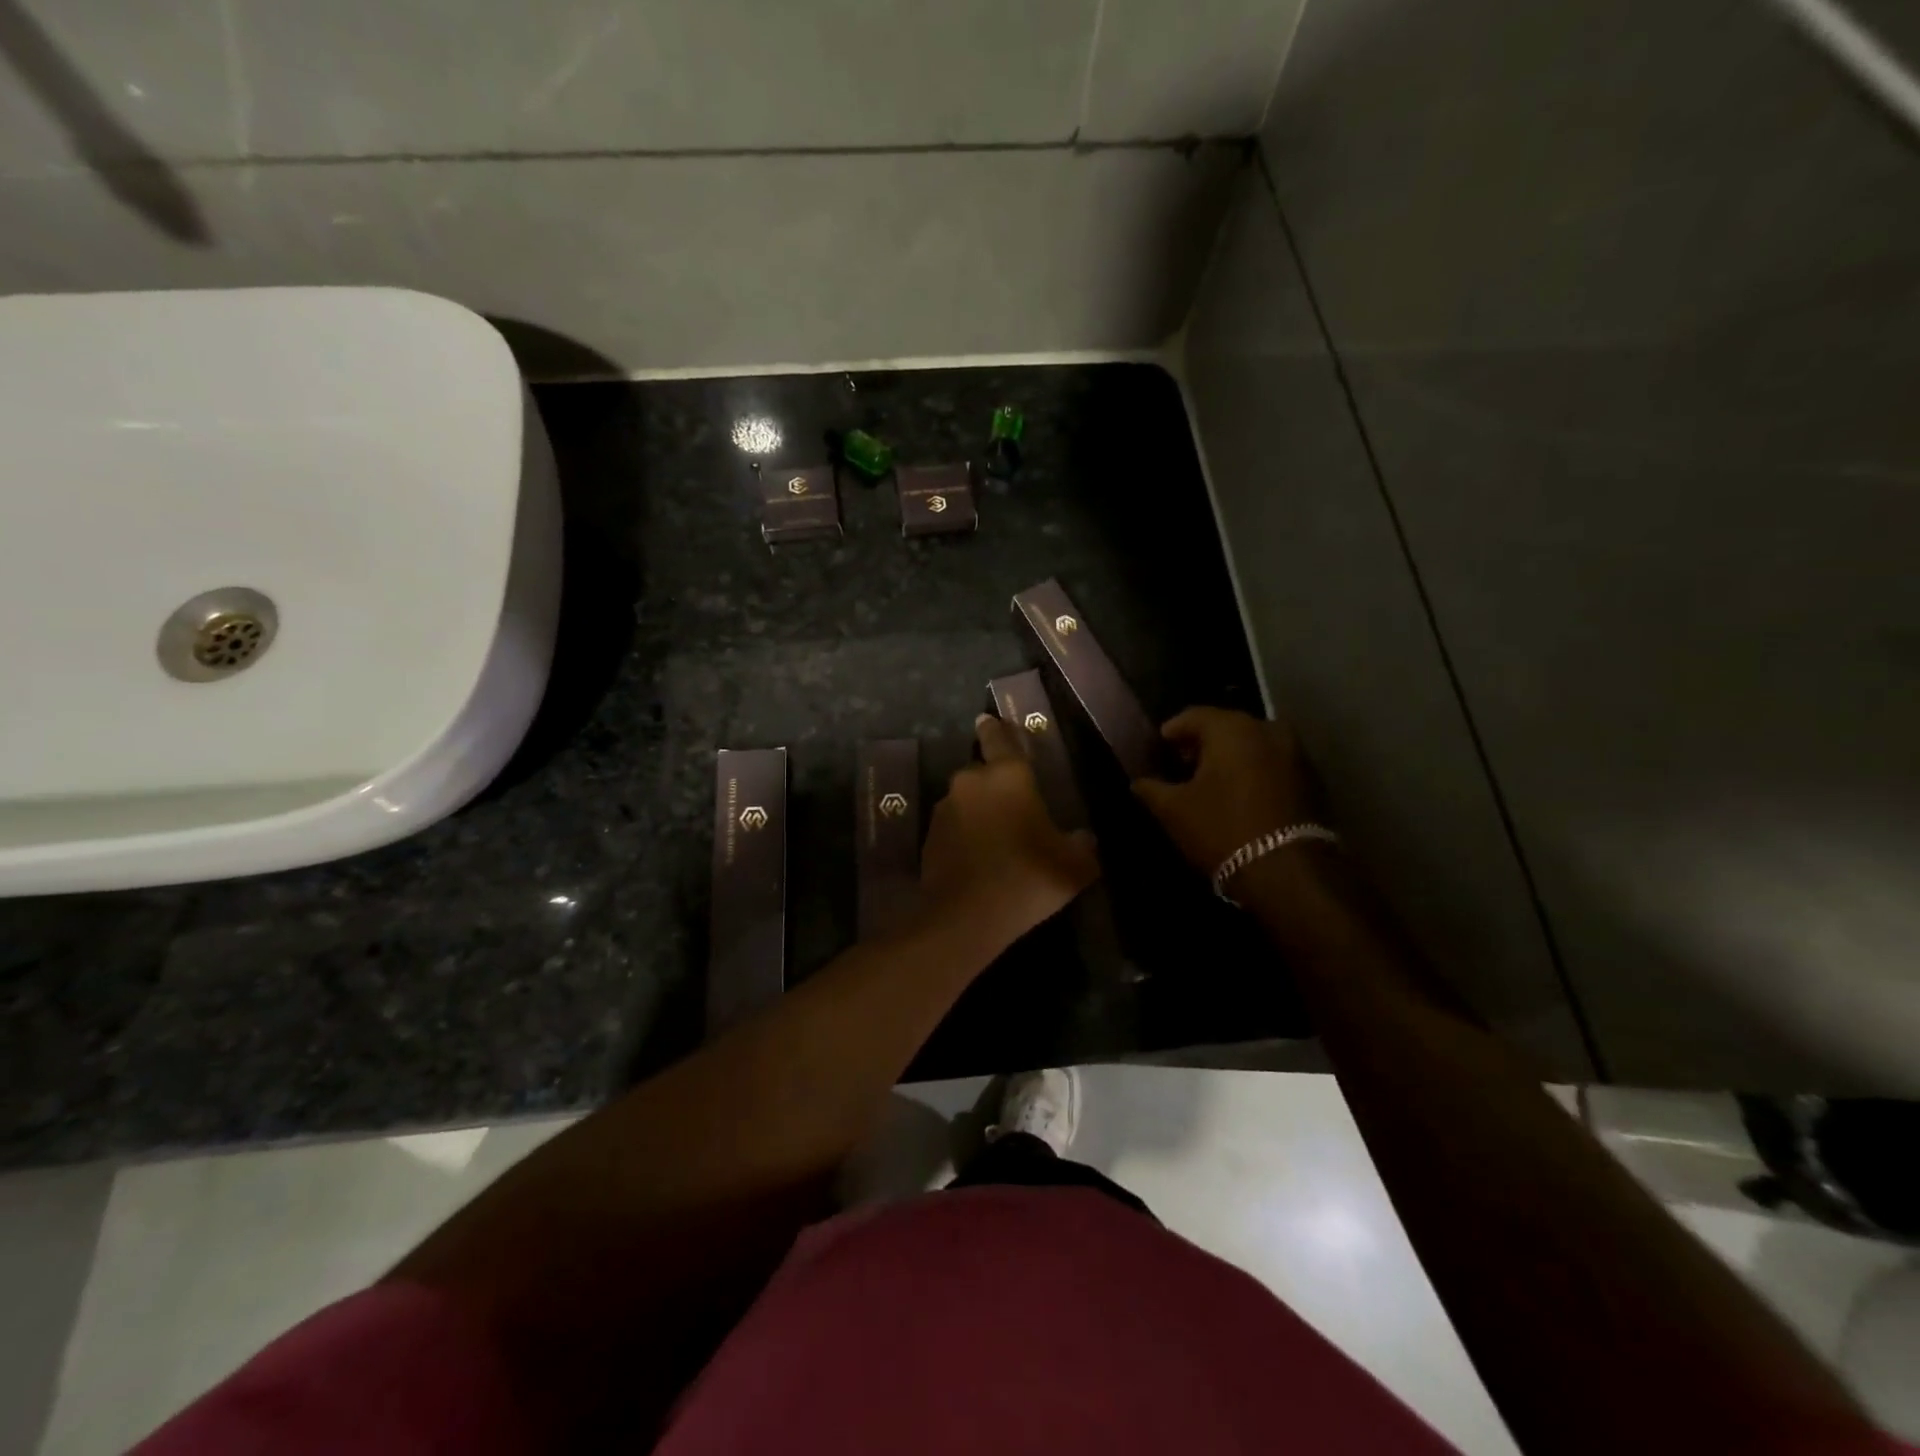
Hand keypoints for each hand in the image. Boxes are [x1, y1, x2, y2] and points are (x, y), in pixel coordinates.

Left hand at [920, 715, 1099, 944]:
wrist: (966, 918)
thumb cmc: (1027, 878)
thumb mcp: (1074, 865)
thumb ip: (1082, 845)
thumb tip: (1083, 838)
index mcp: (1007, 775)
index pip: (999, 737)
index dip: (996, 728)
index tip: (987, 719)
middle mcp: (970, 782)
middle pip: (983, 772)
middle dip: (995, 784)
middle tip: (1014, 807)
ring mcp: (945, 809)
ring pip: (966, 800)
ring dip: (979, 811)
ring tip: (997, 839)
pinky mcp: (929, 836)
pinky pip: (953, 826)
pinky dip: (964, 834)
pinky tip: (979, 858)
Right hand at [1131, 707, 1327, 877]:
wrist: (1287, 871)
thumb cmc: (1222, 830)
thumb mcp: (1173, 810)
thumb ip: (1150, 788)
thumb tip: (1138, 782)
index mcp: (1232, 728)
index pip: (1193, 716)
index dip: (1172, 731)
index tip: (1159, 748)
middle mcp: (1268, 729)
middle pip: (1226, 727)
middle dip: (1203, 744)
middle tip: (1183, 765)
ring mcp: (1295, 753)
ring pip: (1253, 745)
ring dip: (1231, 758)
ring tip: (1211, 783)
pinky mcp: (1312, 779)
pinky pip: (1272, 764)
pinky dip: (1253, 772)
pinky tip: (1239, 795)